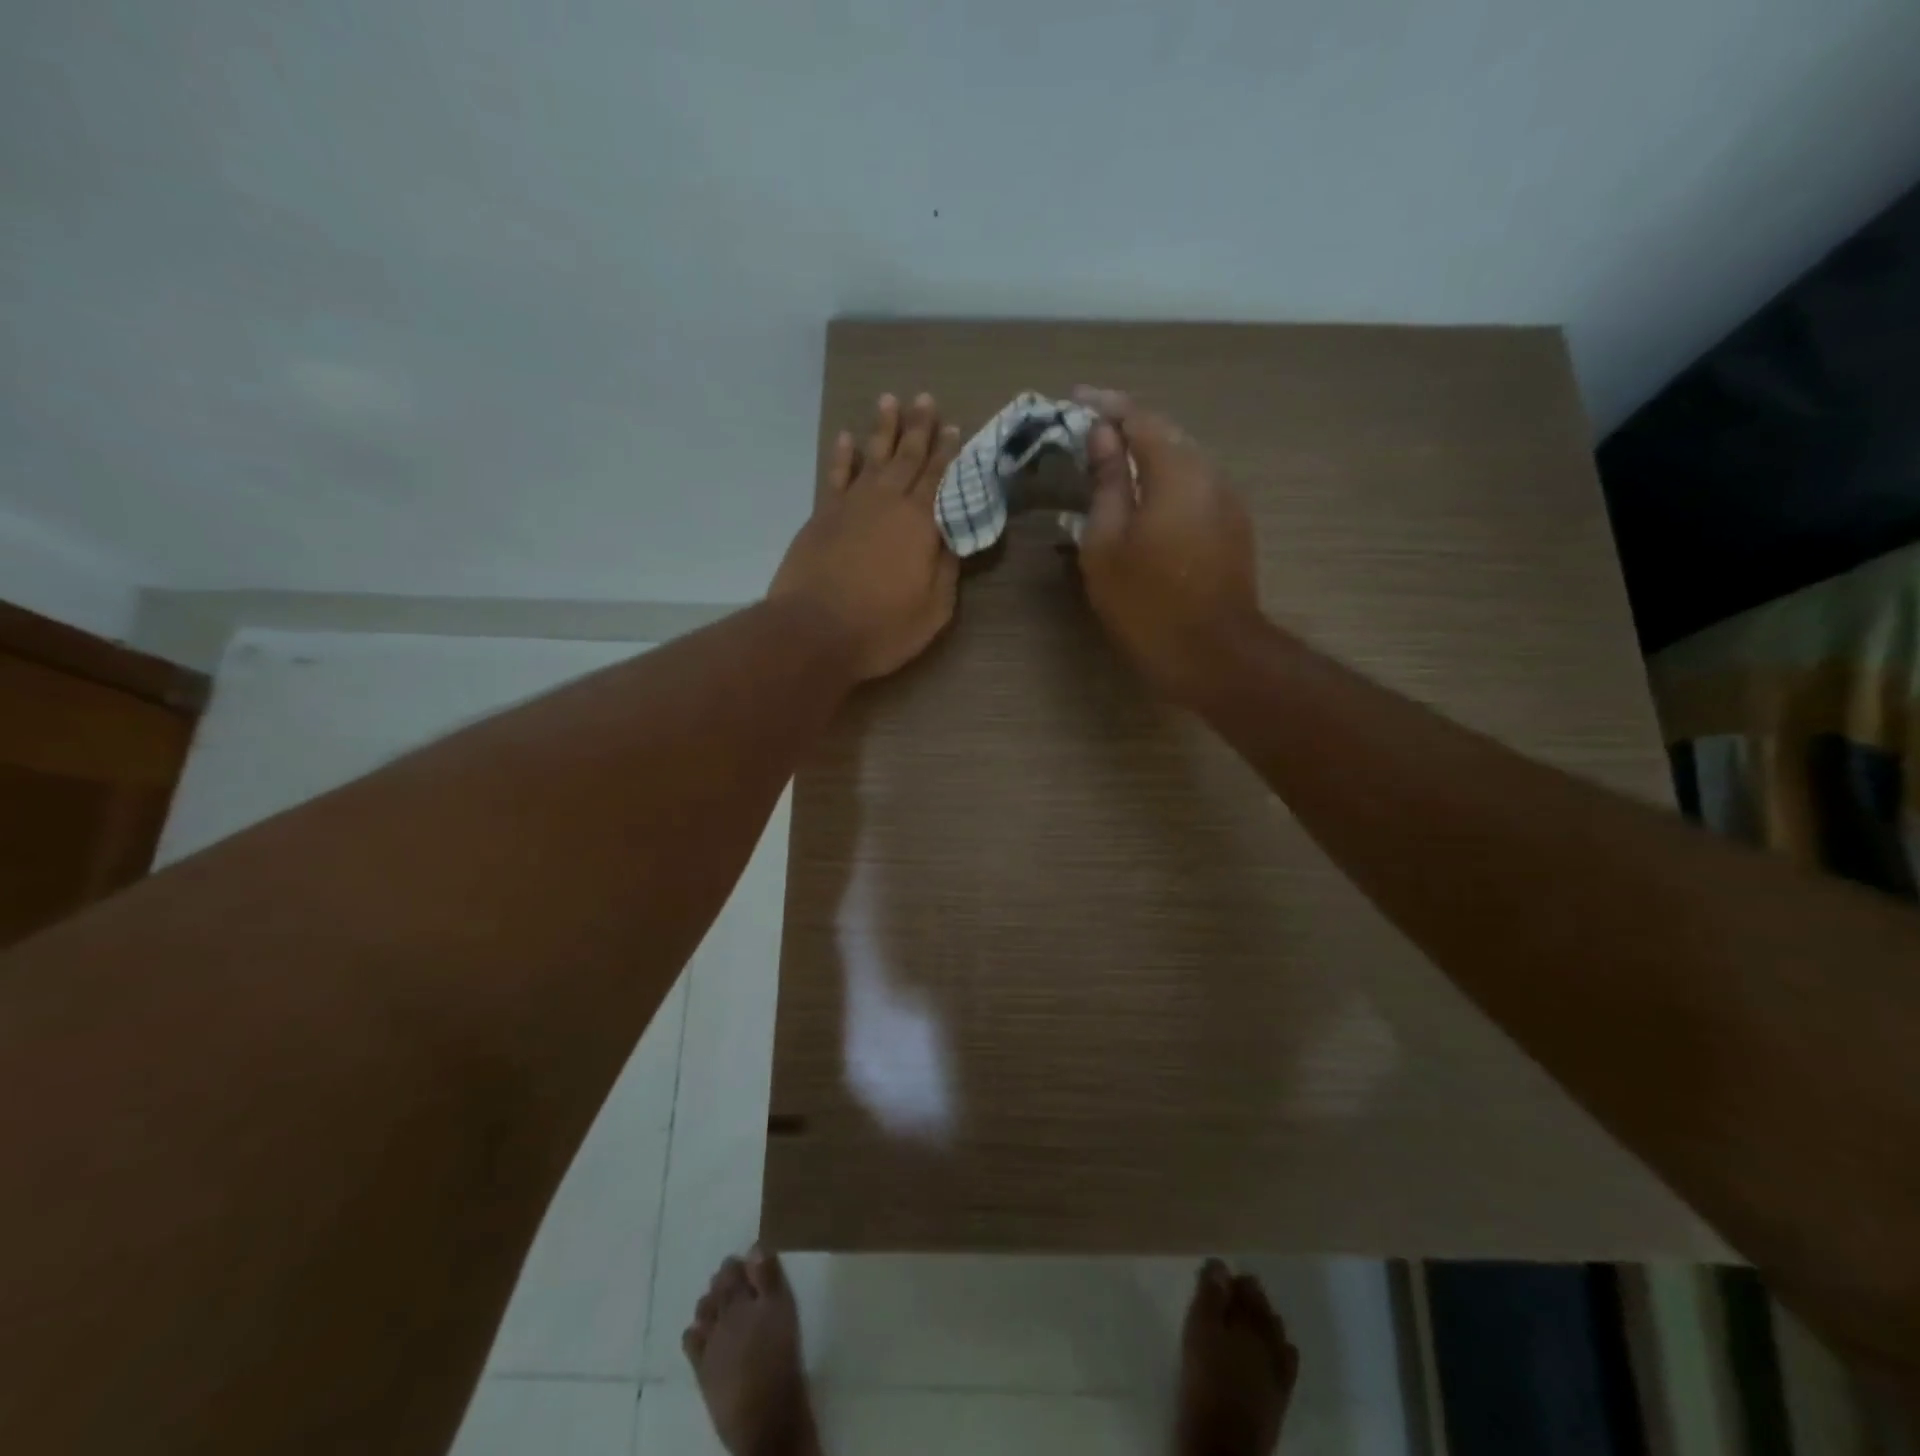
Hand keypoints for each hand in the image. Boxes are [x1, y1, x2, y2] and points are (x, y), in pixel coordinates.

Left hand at [770, 393, 961, 681]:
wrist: (815, 631)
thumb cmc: (882, 627)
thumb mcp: (934, 609)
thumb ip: (947, 570)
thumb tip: (952, 539)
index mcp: (921, 524)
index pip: (940, 479)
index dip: (948, 454)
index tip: (955, 428)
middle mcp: (888, 503)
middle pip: (907, 458)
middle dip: (919, 428)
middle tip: (926, 399)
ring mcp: (851, 506)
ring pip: (872, 457)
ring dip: (883, 429)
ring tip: (890, 401)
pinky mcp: (822, 516)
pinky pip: (836, 476)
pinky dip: (843, 455)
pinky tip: (847, 437)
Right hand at [1075, 387, 1263, 706]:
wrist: (1213, 654)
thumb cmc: (1147, 602)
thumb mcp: (1107, 543)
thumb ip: (1107, 482)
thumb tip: (1103, 436)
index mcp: (1177, 470)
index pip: (1139, 417)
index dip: (1105, 405)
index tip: (1074, 398)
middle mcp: (1210, 473)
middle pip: (1166, 433)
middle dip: (1127, 426)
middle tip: (1089, 429)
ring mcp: (1228, 500)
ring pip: (1183, 460)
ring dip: (1148, 454)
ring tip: (1112, 461)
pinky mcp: (1233, 526)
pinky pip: (1194, 486)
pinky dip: (1165, 480)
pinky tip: (1144, 498)